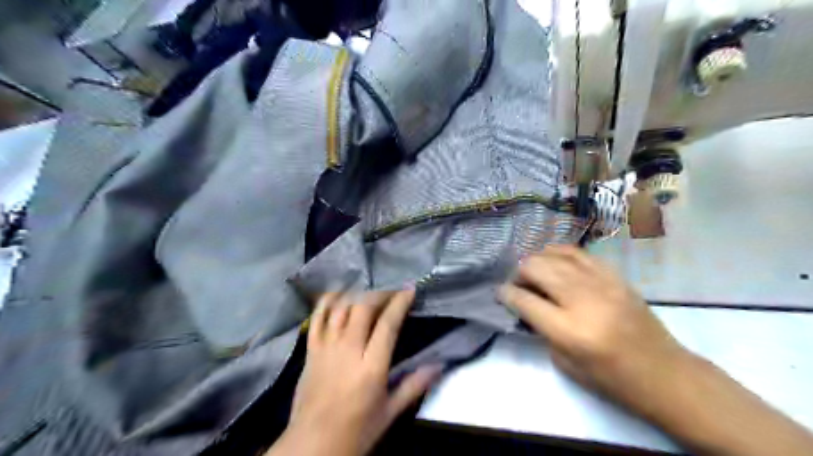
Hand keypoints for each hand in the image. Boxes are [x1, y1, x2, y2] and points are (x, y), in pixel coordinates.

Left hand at [271, 290, 437, 455]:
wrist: (312, 445)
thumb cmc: (355, 431)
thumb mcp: (390, 412)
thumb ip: (414, 385)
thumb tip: (439, 365)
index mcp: (371, 367)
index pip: (387, 324)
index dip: (400, 302)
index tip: (409, 290)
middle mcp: (348, 350)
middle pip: (363, 308)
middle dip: (380, 293)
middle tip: (392, 292)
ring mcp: (326, 347)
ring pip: (341, 308)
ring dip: (358, 294)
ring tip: (371, 292)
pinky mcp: (311, 350)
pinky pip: (317, 318)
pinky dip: (328, 302)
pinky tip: (339, 294)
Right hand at [495, 246, 691, 412]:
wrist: (665, 374)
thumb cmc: (611, 379)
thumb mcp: (565, 364)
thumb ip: (541, 329)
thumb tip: (525, 304)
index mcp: (569, 330)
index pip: (524, 300)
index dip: (506, 294)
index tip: (500, 293)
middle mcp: (583, 300)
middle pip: (536, 268)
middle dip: (519, 274)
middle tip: (518, 285)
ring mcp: (602, 283)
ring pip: (555, 255)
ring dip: (537, 261)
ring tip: (534, 273)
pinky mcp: (615, 276)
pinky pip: (579, 253)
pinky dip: (559, 254)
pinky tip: (554, 261)